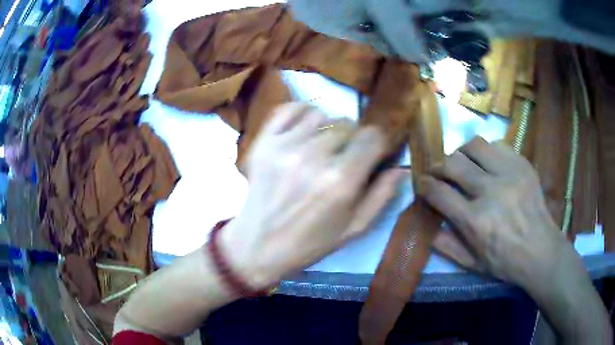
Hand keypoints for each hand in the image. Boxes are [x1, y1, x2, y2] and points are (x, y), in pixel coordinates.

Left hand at [221, 103, 404, 288]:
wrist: (259, 245)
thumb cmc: (311, 242)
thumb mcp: (355, 228)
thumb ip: (382, 195)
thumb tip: (401, 167)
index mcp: (341, 180)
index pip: (373, 136)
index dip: (376, 144)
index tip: (371, 155)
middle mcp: (314, 156)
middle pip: (348, 124)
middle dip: (353, 139)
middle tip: (344, 156)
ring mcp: (285, 145)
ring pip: (322, 115)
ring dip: (328, 129)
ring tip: (321, 148)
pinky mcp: (264, 142)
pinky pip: (290, 109)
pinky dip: (302, 114)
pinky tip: (303, 131)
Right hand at [421, 137, 570, 294]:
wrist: (541, 251)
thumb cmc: (506, 262)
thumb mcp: (472, 264)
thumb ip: (446, 245)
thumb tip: (428, 223)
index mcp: (475, 222)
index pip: (439, 192)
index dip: (425, 185)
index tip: (423, 183)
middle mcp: (491, 192)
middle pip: (453, 163)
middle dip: (440, 165)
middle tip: (440, 172)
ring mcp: (509, 174)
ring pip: (474, 146)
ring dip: (463, 153)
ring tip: (464, 163)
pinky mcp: (523, 165)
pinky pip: (497, 146)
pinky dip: (487, 153)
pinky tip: (488, 165)